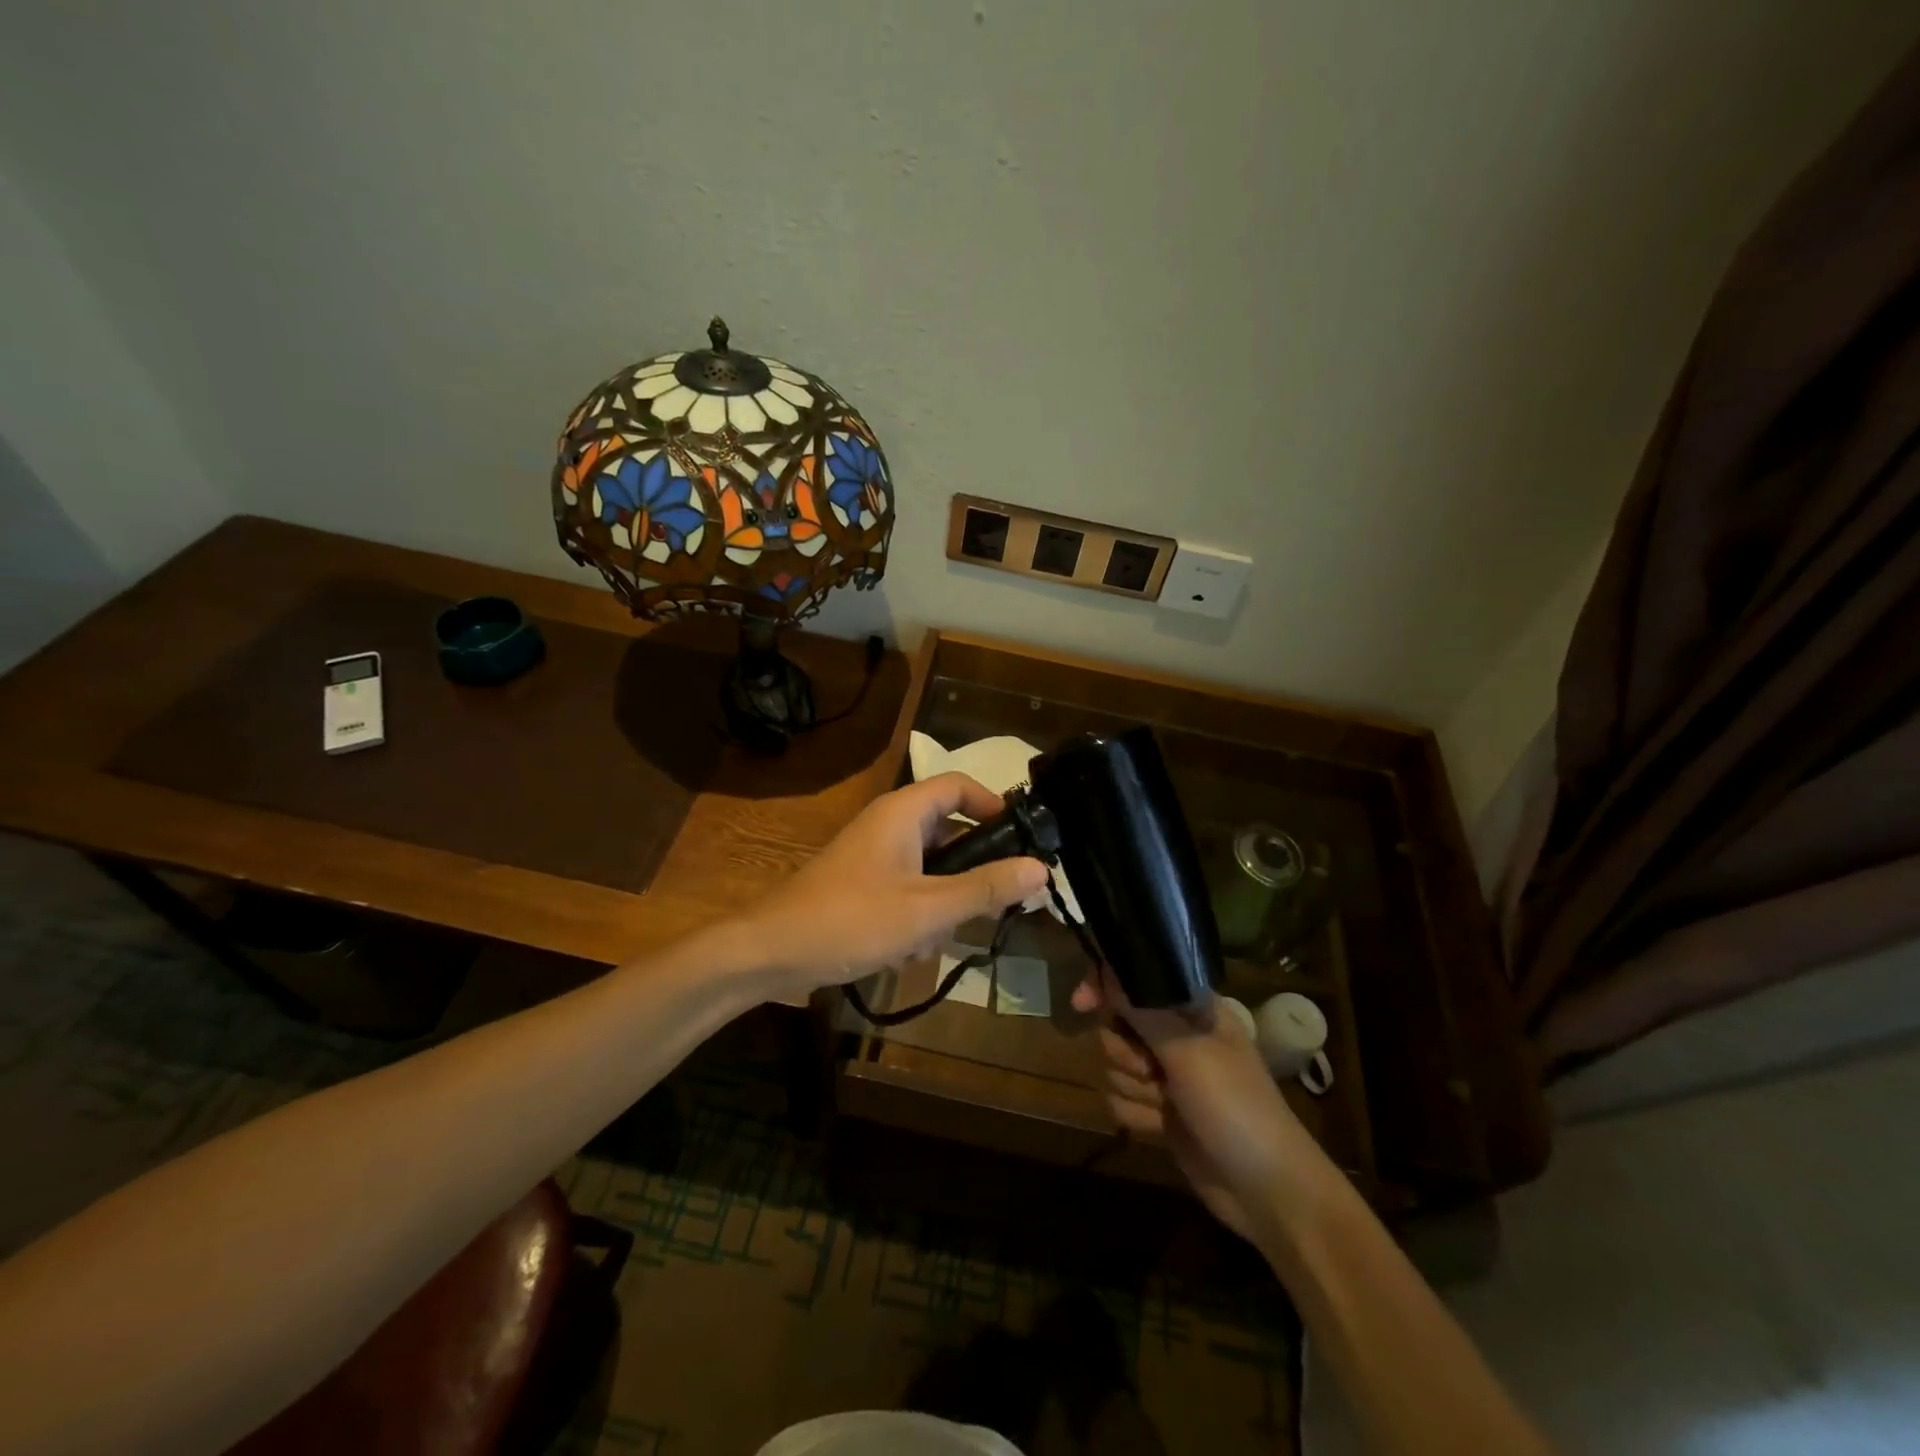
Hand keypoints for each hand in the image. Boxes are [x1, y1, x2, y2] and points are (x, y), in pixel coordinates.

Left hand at [743, 773, 1048, 997]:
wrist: (771, 953)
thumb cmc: (852, 920)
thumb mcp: (928, 909)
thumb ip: (985, 888)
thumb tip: (1040, 868)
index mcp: (903, 812)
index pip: (959, 785)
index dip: (994, 804)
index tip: (1023, 839)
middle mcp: (889, 825)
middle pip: (950, 830)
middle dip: (972, 870)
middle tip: (997, 901)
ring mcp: (874, 856)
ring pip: (931, 867)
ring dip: (944, 902)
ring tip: (942, 936)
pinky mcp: (863, 885)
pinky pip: (908, 889)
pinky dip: (918, 914)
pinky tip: (911, 950)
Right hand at [1073, 969, 1314, 1240]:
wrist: (1266, 1191)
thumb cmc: (1235, 1106)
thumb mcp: (1189, 1052)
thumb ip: (1144, 1010)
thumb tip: (1108, 970)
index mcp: (1192, 1008)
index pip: (1137, 978)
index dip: (1105, 986)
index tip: (1081, 1003)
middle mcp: (1176, 1035)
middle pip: (1116, 1025)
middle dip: (1124, 1051)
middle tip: (1152, 1070)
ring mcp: (1168, 1075)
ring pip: (1114, 1065)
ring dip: (1134, 1088)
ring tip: (1166, 1105)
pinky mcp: (1159, 1111)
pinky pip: (1120, 1099)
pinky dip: (1137, 1114)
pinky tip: (1162, 1128)